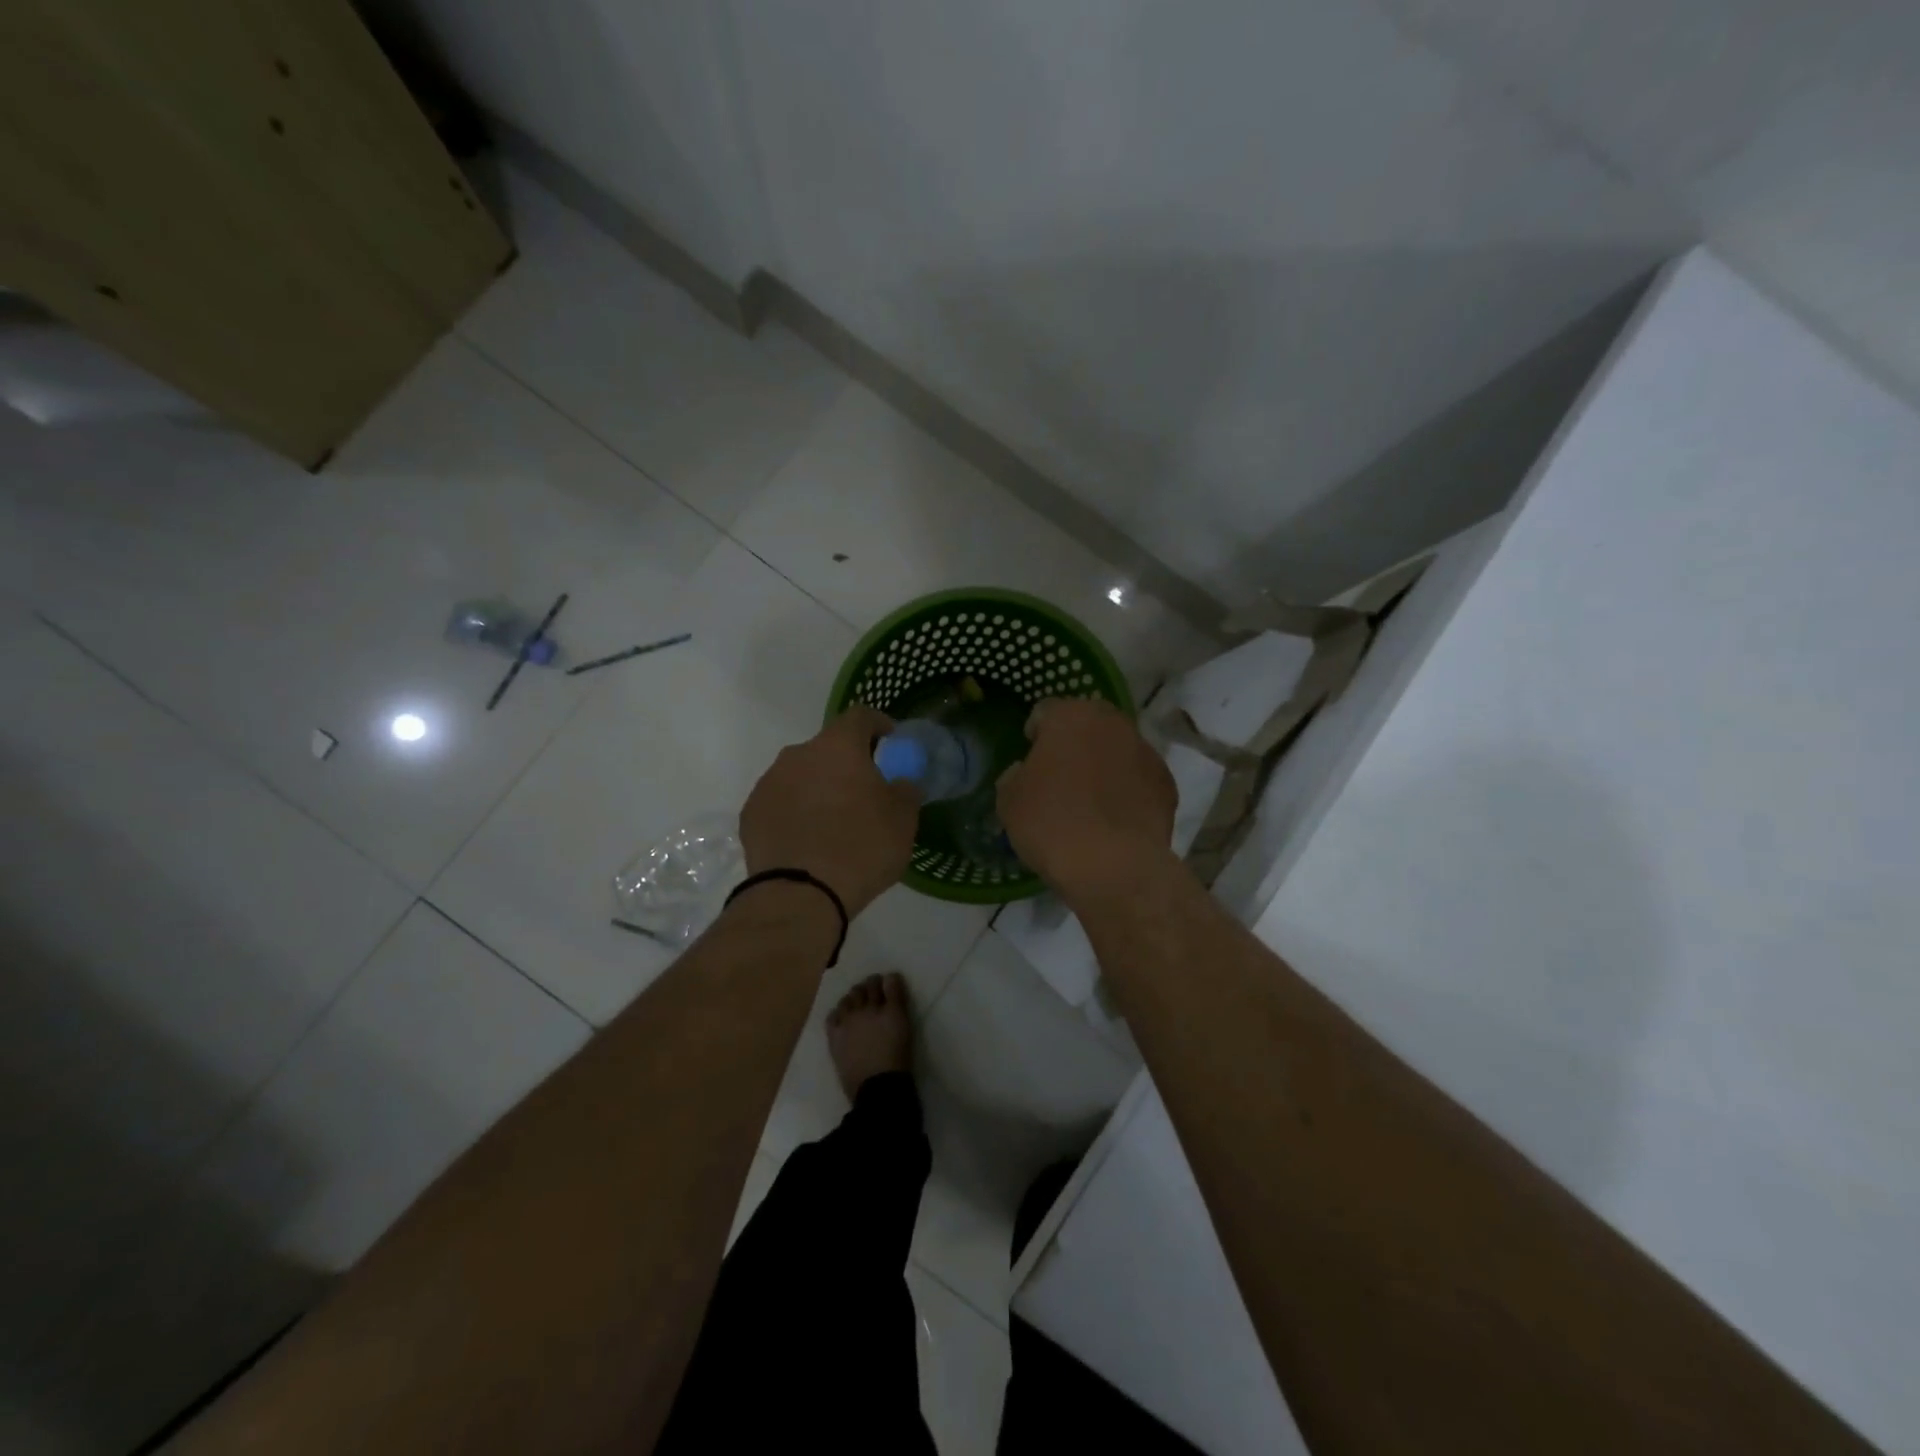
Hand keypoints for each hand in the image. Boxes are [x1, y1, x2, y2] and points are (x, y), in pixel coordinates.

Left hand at [741, 706, 919, 917]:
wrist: (800, 895)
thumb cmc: (861, 848)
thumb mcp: (903, 820)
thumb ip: (906, 790)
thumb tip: (900, 782)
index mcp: (838, 746)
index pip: (860, 716)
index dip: (878, 724)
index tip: (890, 742)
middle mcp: (798, 754)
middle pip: (828, 747)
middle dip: (847, 763)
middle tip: (864, 791)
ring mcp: (769, 783)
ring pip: (801, 774)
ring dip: (818, 787)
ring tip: (833, 820)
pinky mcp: (750, 813)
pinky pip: (781, 802)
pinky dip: (795, 811)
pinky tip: (807, 839)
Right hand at [996, 697, 1177, 905]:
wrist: (1113, 866)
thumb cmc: (1051, 823)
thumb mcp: (1009, 800)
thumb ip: (1015, 775)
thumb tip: (1025, 773)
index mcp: (1070, 715)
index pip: (1045, 711)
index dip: (1035, 735)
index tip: (1029, 761)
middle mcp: (1112, 723)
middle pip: (1087, 725)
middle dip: (1074, 744)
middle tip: (1061, 777)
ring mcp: (1146, 751)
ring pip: (1117, 749)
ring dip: (1104, 765)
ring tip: (1091, 802)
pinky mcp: (1167, 784)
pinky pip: (1139, 779)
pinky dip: (1128, 791)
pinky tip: (1116, 819)